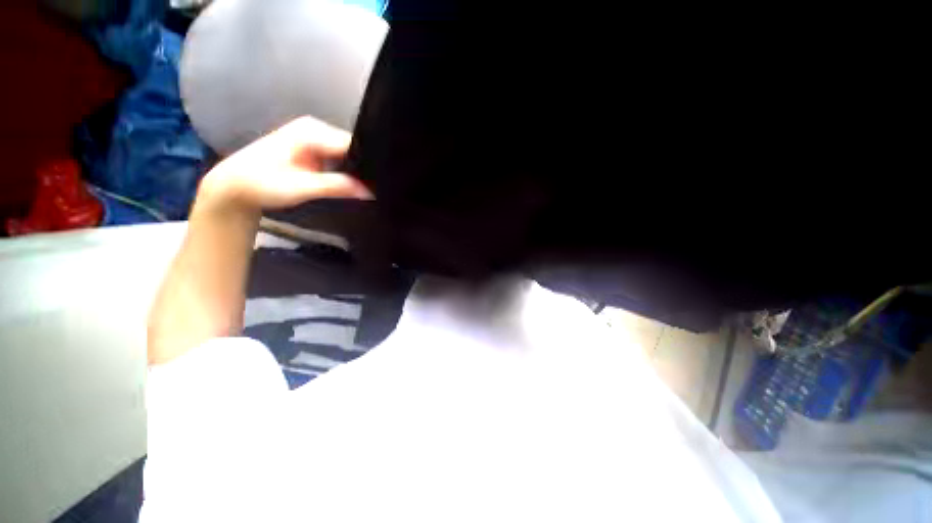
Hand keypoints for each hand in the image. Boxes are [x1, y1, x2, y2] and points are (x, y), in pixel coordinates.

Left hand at [198, 116, 371, 211]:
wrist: (236, 187)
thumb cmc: (261, 184)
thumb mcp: (301, 187)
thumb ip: (336, 186)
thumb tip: (369, 190)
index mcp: (312, 131)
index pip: (352, 144)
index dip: (368, 163)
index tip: (379, 182)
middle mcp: (316, 130)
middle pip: (353, 148)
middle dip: (364, 168)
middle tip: (375, 188)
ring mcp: (315, 139)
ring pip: (348, 155)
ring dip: (356, 171)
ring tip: (366, 187)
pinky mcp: (314, 150)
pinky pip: (340, 159)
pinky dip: (347, 172)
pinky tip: (351, 183)